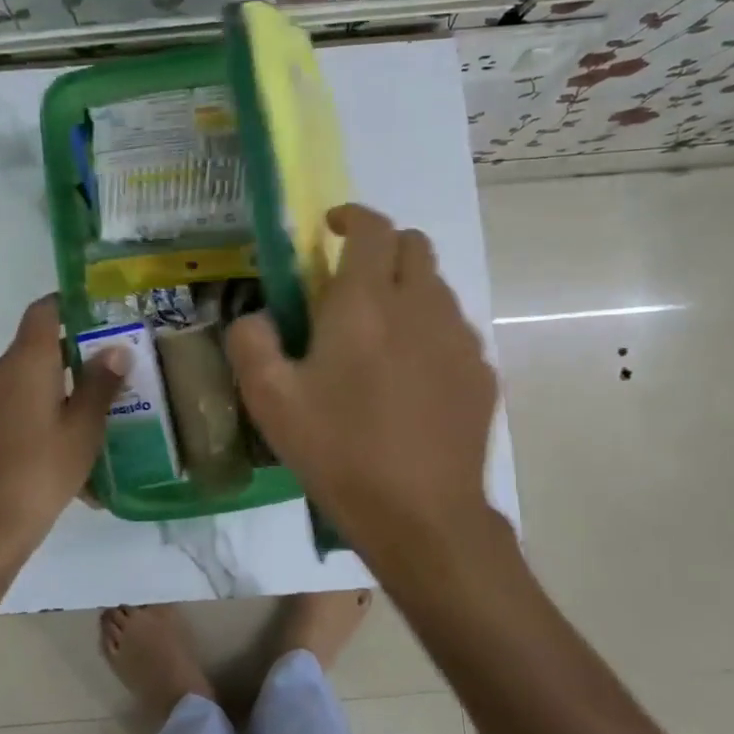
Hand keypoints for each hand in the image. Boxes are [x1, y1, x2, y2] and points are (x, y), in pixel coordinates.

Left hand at [0, 295, 124, 570]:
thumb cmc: (43, 468)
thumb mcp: (84, 427)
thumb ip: (101, 383)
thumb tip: (116, 348)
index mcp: (25, 360)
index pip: (44, 310)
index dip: (70, 305)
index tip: (99, 316)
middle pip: (37, 346)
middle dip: (73, 354)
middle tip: (110, 369)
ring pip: (27, 378)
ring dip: (57, 386)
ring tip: (93, 410)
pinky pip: (15, 403)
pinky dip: (40, 410)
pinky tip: (65, 441)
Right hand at [225, 204, 501, 563]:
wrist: (423, 517)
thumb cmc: (340, 451)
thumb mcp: (269, 400)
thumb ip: (251, 342)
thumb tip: (256, 317)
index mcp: (367, 302)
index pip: (373, 227)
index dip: (352, 216)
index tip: (330, 228)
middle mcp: (421, 306)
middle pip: (415, 245)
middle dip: (383, 248)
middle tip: (351, 283)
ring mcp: (460, 339)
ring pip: (437, 287)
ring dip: (407, 290)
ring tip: (378, 336)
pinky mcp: (482, 374)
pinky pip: (454, 331)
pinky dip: (429, 332)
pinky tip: (409, 379)